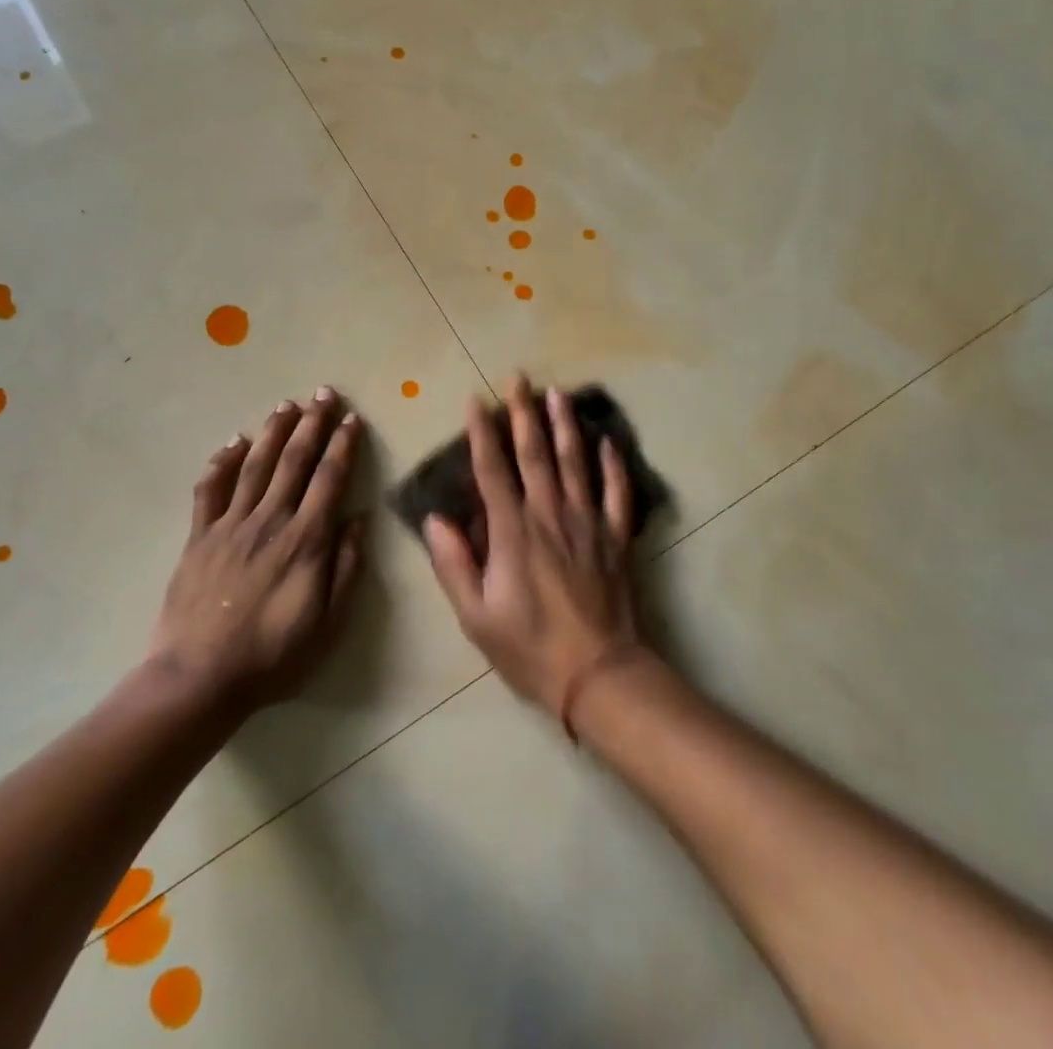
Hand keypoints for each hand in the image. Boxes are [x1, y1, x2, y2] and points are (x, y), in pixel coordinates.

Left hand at [149, 388, 365, 710]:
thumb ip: (345, 567)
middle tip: (323, 393)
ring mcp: (230, 525)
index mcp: (305, 540)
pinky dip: (222, 462)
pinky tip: (234, 442)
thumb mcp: (327, 623)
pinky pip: (210, 489)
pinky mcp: (199, 537)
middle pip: (294, 461)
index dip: (342, 446)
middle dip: (312, 424)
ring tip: (287, 404)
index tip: (352, 419)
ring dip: (273, 431)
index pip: (329, 479)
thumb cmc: (273, 656)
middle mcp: (269, 521)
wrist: (199, 678)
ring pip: (256, 466)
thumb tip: (359, 519)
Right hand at [423, 375, 643, 717]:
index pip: (493, 470)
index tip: (476, 401)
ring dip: (565, 425)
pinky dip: (614, 465)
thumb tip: (435, 519)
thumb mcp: (476, 616)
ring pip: (576, 462)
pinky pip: (617, 493)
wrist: (599, 675)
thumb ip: (454, 564)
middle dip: (524, 412)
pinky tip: (608, 441)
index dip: (482, 433)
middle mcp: (551, 514)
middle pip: (536, 453)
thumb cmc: (529, 648)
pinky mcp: (617, 537)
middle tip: (519, 377)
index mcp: (513, 531)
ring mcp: (589, 522)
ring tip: (558, 393)